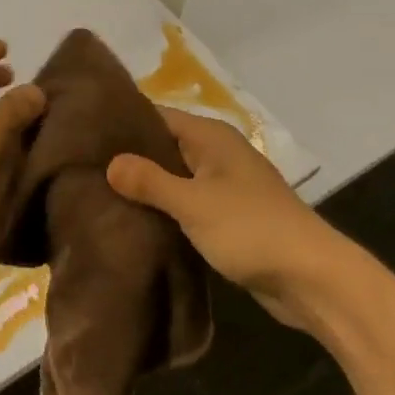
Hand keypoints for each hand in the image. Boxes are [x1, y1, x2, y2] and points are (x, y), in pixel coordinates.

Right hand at [107, 108, 339, 327]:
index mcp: (211, 137)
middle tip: (83, 168)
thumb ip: (150, 181)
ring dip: (146, 187)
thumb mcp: (193, 203)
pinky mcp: (229, 217)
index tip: (84, 135)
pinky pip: (187, 203)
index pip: (156, 115)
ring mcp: (224, 186)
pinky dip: (165, 210)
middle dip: (129, 157)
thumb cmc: (251, 229)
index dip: (122, 123)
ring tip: (98, 195)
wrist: (311, 278)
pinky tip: (134, 222)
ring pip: (175, 177)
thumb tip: (110, 162)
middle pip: (164, 146)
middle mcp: (217, 153)